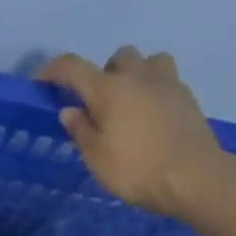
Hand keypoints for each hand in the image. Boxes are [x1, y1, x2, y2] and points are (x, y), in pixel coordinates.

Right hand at [41, 47, 233, 222]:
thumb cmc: (136, 169)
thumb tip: (70, 110)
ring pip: (149, 61)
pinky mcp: (188, 98)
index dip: (53, 70)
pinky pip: (167, 80)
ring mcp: (168, 84)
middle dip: (104, 72)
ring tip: (130, 101)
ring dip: (136, 74)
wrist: (194, 177)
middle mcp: (138, 77)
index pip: (73, 67)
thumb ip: (80, 130)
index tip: (42, 82)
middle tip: (98, 101)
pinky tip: (151, 116)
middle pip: (117, 57)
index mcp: (108, 89)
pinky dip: (154, 90)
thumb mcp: (96, 157)